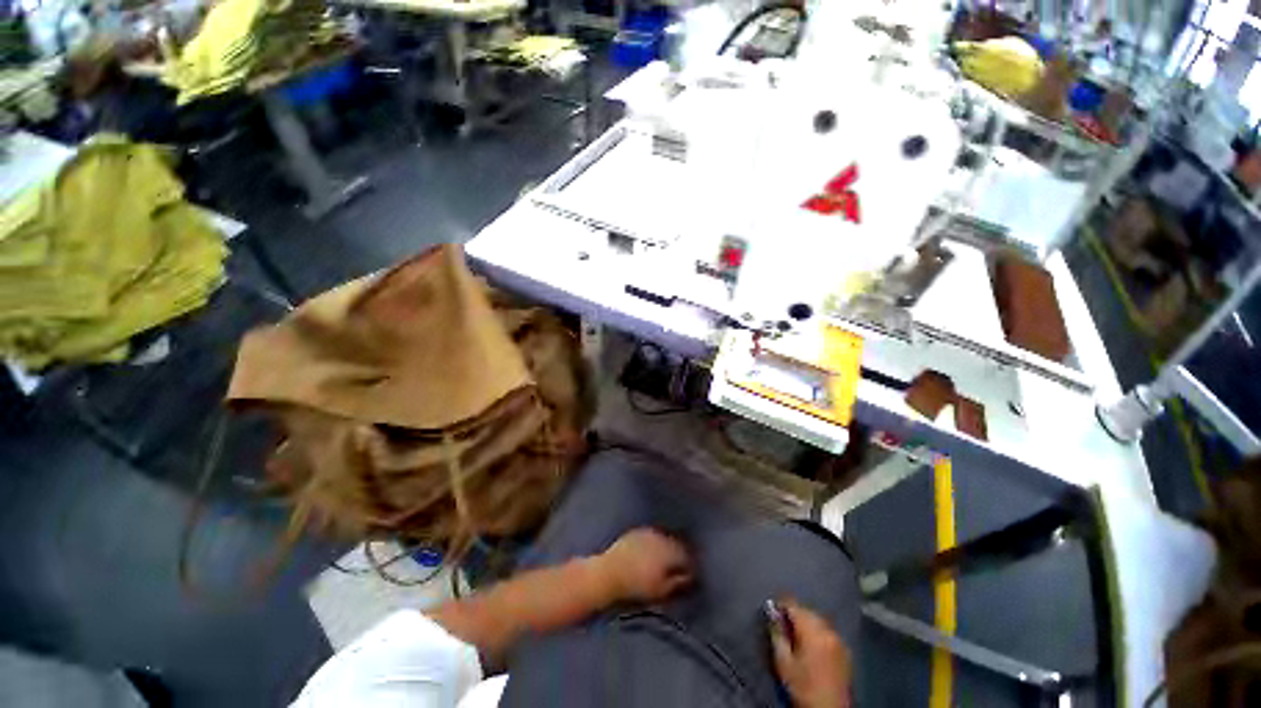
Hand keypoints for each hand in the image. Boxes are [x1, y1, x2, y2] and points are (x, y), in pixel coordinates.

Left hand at [596, 528, 693, 602]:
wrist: (608, 573)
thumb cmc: (637, 586)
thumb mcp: (661, 590)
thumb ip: (679, 582)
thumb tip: (691, 577)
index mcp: (670, 550)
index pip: (687, 556)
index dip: (690, 566)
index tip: (690, 575)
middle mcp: (661, 537)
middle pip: (676, 544)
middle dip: (679, 554)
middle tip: (677, 568)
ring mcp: (648, 532)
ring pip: (663, 539)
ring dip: (666, 548)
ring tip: (663, 562)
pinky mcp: (636, 532)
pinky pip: (651, 536)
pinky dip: (653, 544)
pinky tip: (649, 554)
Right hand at [770, 599, 851, 707]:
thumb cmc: (803, 687)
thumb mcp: (783, 662)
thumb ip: (777, 634)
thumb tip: (772, 614)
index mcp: (812, 631)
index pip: (794, 605)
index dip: (781, 604)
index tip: (772, 608)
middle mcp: (828, 630)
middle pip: (807, 611)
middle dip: (794, 613)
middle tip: (782, 622)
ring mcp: (839, 640)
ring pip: (818, 620)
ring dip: (806, 621)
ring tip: (796, 632)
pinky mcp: (845, 650)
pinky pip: (827, 631)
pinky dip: (817, 631)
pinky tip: (812, 642)